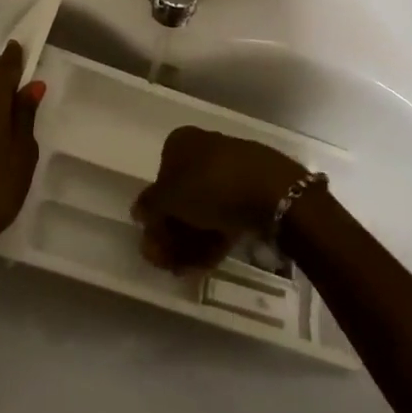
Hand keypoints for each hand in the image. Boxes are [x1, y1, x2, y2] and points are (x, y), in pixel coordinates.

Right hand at [133, 126, 306, 272]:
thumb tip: (138, 211)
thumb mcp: (170, 198)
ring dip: (189, 241)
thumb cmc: (211, 185)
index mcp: (182, 142)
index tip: (153, 241)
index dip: (155, 212)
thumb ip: (150, 206)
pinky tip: (207, 264)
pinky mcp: (252, 192)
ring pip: (203, 209)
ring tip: (185, 270)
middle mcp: (205, 151)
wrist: (273, 191)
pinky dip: (213, 239)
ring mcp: (230, 171)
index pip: (160, 176)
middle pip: (182, 196)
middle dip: (172, 233)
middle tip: (167, 263)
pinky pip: (225, 216)